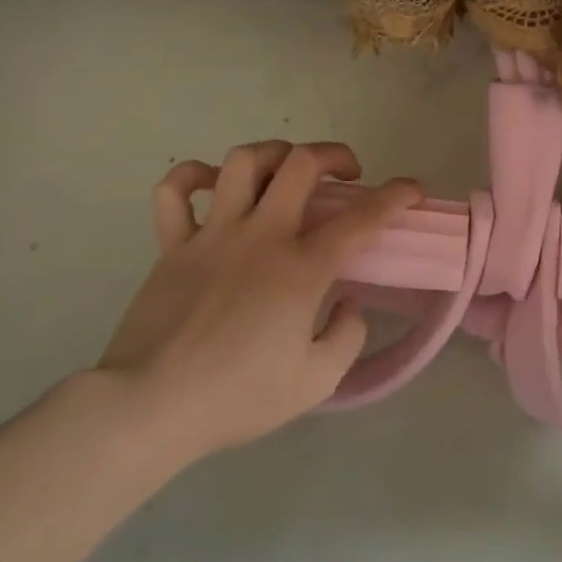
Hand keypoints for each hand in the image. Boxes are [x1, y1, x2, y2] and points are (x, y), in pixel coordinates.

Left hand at [96, 140, 421, 462]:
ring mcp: (213, 235)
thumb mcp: (316, 381)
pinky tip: (211, 185)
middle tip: (346, 174)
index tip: (412, 189)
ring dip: (274, 154)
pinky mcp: (173, 245)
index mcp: (301, 269)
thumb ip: (347, 335)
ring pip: (243, 161)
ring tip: (285, 172)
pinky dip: (194, 176)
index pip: (362, 218)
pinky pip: (175, 190)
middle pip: (301, 163)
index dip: (396, 196)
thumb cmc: (238, 397)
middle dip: (334, 155)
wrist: (149, 408)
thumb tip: (348, 303)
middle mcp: (261, 236)